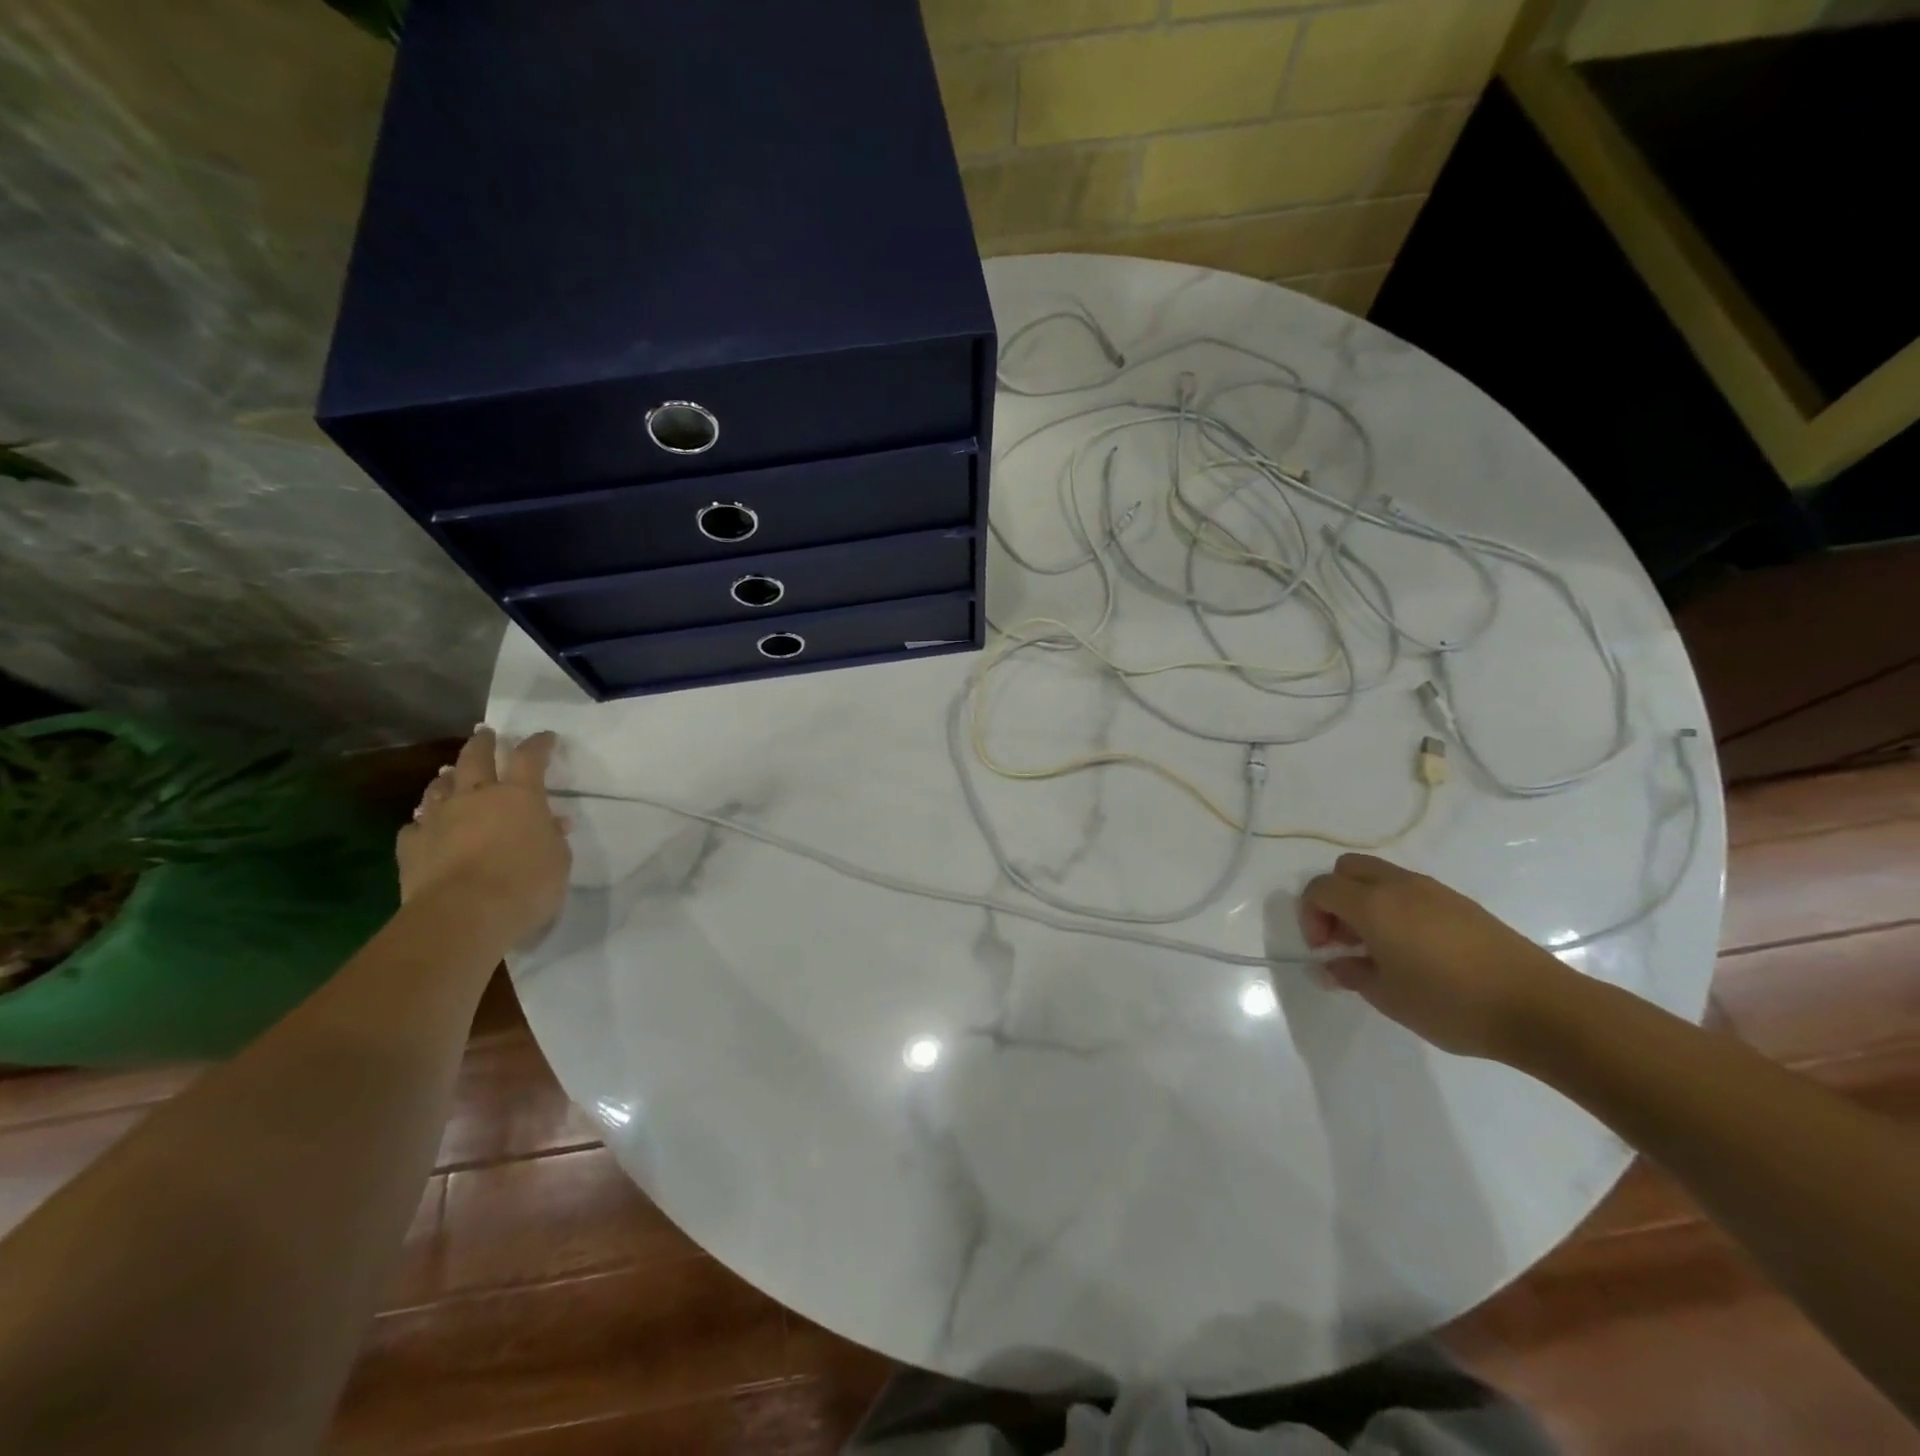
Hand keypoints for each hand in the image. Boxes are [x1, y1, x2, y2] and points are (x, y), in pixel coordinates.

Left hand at [396, 728, 570, 943]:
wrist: (463, 914)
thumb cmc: (526, 884)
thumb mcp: (558, 860)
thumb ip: (552, 837)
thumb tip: (553, 822)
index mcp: (519, 796)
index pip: (530, 758)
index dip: (538, 744)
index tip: (545, 737)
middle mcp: (477, 797)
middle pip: (476, 758)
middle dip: (482, 743)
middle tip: (484, 733)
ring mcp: (439, 819)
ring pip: (440, 787)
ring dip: (447, 778)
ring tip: (449, 774)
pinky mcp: (412, 845)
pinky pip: (415, 825)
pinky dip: (423, 821)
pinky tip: (425, 825)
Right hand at [1298, 853, 1574, 1060]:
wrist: (1540, 1008)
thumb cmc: (1451, 1003)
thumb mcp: (1387, 997)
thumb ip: (1350, 974)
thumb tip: (1330, 965)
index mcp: (1373, 904)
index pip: (1320, 888)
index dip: (1310, 916)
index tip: (1324, 951)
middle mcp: (1398, 885)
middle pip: (1347, 869)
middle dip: (1334, 899)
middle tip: (1344, 940)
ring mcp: (1433, 890)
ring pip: (1380, 876)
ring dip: (1365, 901)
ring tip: (1379, 948)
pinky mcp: (1460, 903)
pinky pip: (1410, 890)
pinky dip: (1395, 907)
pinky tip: (1414, 950)